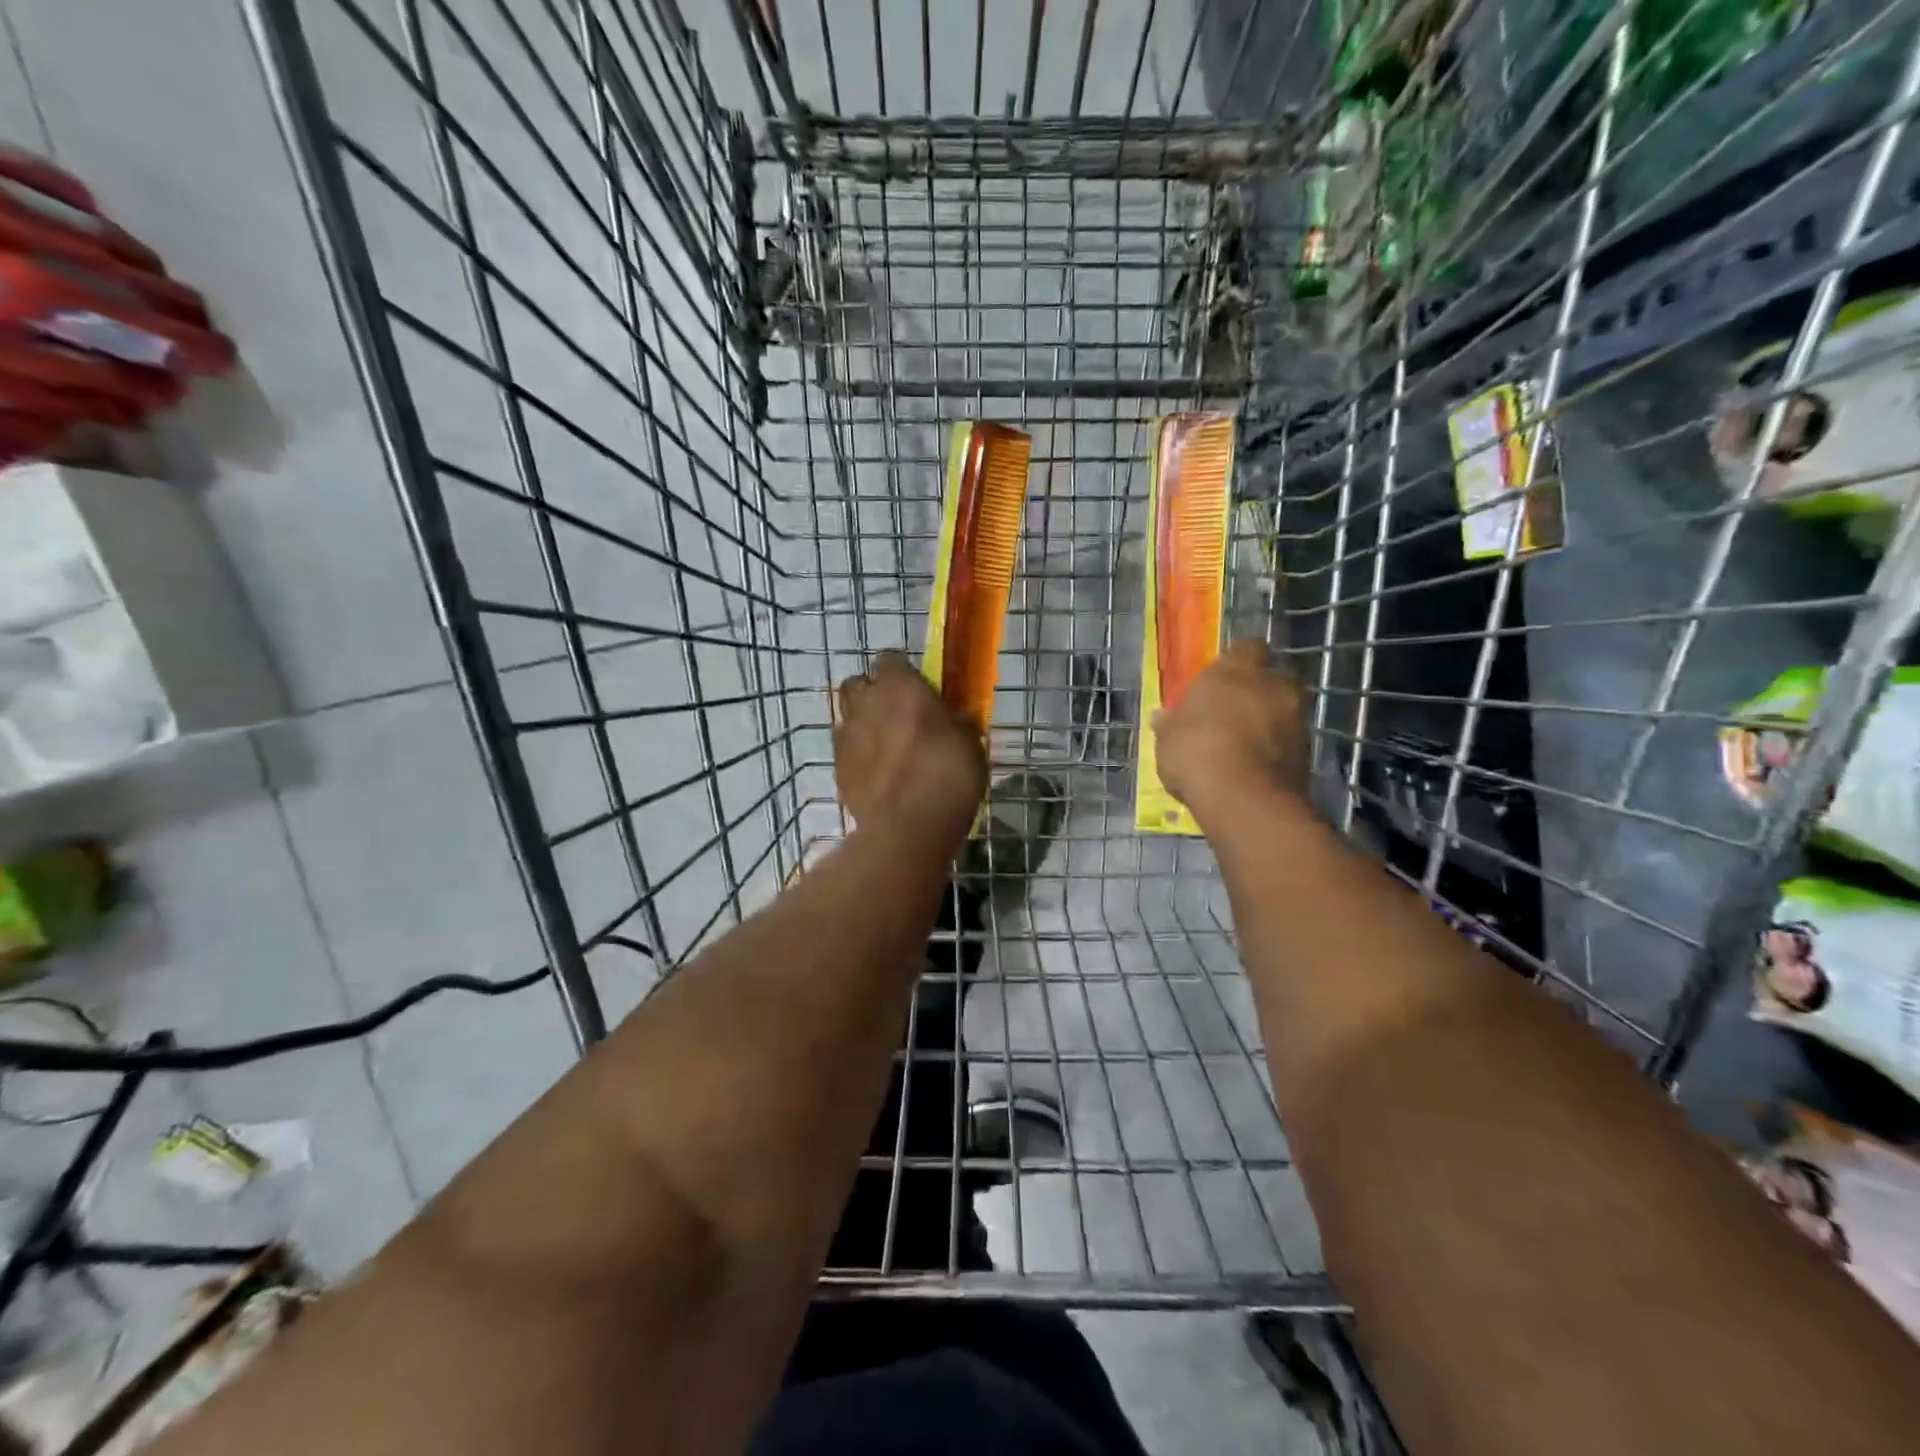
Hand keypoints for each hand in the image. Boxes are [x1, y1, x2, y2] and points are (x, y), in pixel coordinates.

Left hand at [834, 652, 986, 851]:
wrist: (908, 827)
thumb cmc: (948, 775)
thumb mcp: (969, 741)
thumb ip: (953, 720)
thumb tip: (952, 715)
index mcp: (900, 686)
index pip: (891, 659)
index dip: (902, 672)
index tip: (917, 688)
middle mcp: (866, 702)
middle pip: (858, 684)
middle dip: (873, 694)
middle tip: (897, 715)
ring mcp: (846, 736)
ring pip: (847, 717)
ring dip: (863, 725)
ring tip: (886, 748)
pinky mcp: (837, 768)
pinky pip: (846, 751)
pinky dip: (858, 757)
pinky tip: (878, 775)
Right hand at [1154, 639, 1308, 817]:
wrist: (1244, 799)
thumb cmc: (1196, 752)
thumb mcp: (1168, 738)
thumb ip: (1171, 723)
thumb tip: (1162, 716)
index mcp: (1236, 670)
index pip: (1246, 647)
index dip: (1237, 660)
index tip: (1223, 677)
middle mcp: (1273, 685)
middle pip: (1270, 679)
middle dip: (1257, 692)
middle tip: (1233, 711)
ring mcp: (1296, 718)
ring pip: (1283, 711)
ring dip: (1268, 722)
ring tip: (1243, 744)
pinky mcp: (1307, 752)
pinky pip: (1288, 741)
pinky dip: (1275, 749)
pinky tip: (1254, 766)